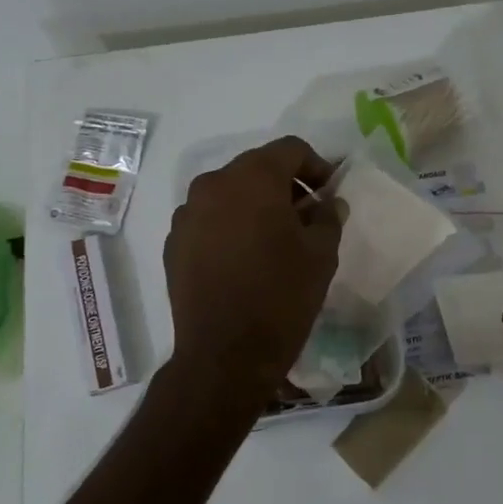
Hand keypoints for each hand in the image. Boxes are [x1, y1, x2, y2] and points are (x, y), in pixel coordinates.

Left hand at [164, 136, 342, 394]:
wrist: (226, 354)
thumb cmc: (282, 296)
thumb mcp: (322, 254)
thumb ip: (328, 217)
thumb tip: (327, 203)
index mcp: (253, 178)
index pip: (290, 149)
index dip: (316, 165)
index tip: (328, 192)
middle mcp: (213, 184)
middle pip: (256, 168)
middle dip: (284, 185)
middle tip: (306, 215)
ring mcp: (187, 214)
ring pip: (229, 194)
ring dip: (254, 205)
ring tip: (274, 238)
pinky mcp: (174, 243)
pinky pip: (208, 220)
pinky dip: (229, 226)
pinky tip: (244, 258)